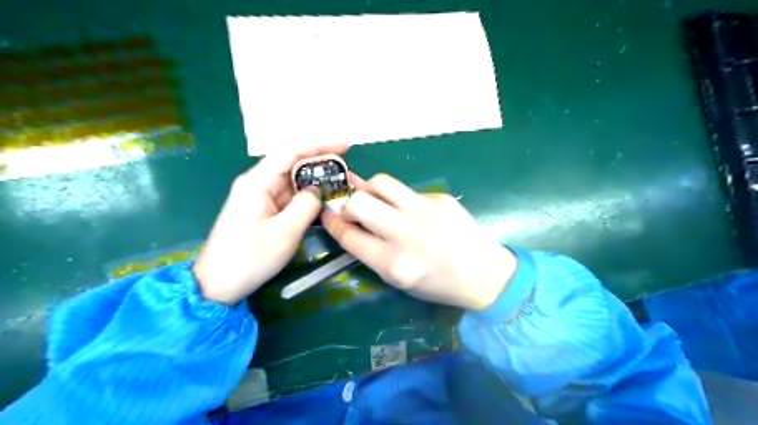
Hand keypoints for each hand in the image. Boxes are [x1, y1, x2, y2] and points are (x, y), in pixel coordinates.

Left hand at [195, 143, 348, 305]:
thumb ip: (305, 206)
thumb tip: (318, 190)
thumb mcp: (283, 233)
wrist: (218, 284)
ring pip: (293, 177)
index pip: (291, 150)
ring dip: (316, 176)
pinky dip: (308, 192)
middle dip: (320, 157)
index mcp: (258, 181)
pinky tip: (324, 196)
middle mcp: (258, 182)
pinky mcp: (264, 208)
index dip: (320, 143)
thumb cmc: (248, 258)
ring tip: (340, 180)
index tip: (346, 145)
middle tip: (346, 165)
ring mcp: (261, 195)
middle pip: (292, 159)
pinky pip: (290, 193)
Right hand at [318, 175, 514, 310]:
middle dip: (348, 203)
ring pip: (381, 182)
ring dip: (369, 189)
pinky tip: (412, 211)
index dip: (333, 222)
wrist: (485, 275)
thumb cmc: (438, 284)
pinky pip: (407, 190)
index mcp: (393, 264)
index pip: (349, 235)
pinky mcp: (440, 198)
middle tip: (354, 209)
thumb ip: (370, 251)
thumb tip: (348, 223)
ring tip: (376, 199)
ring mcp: (425, 211)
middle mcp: (406, 233)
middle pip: (359, 202)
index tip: (328, 214)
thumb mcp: (399, 280)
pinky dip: (400, 198)